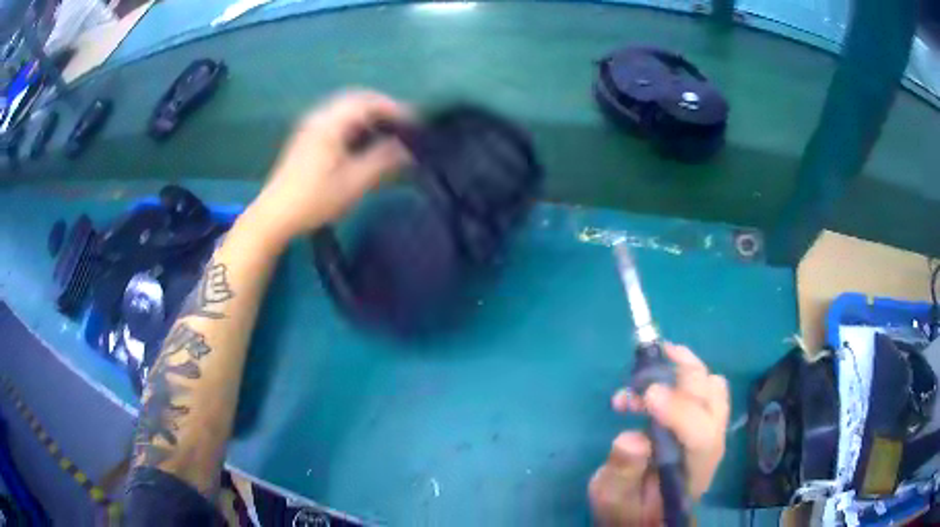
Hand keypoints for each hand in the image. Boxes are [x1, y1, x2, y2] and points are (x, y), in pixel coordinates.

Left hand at [251, 90, 411, 240]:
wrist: (274, 215)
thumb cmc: (315, 199)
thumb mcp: (354, 182)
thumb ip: (383, 160)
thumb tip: (408, 148)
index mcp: (330, 123)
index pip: (368, 102)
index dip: (394, 108)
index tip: (414, 123)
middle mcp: (319, 117)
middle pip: (356, 99)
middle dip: (382, 108)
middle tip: (403, 124)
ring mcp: (309, 126)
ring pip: (345, 109)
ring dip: (368, 115)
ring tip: (386, 132)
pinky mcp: (305, 138)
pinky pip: (335, 119)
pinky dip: (354, 123)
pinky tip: (362, 141)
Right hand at [589, 343, 729, 525]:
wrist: (646, 517)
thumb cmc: (629, 511)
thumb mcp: (613, 499)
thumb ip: (622, 472)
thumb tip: (632, 438)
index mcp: (692, 472)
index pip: (702, 435)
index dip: (679, 410)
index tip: (646, 393)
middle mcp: (710, 446)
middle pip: (713, 398)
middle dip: (683, 373)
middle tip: (645, 365)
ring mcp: (709, 431)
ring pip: (712, 386)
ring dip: (684, 369)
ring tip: (649, 368)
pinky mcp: (701, 422)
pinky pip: (702, 387)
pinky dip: (681, 374)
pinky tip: (648, 386)